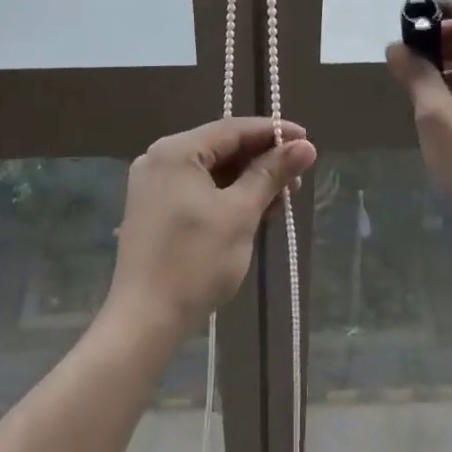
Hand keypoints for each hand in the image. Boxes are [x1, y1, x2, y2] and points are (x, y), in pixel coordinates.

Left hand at [108, 117, 316, 335]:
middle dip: (262, 161)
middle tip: (299, 176)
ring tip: (283, 198)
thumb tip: (306, 146)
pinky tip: (255, 210)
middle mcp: (160, 158)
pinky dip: (227, 197)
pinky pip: (198, 190)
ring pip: (212, 171)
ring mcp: (154, 185)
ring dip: (248, 182)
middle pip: (222, 148)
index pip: (233, 129)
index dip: (274, 133)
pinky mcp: (154, 211)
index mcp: (175, 150)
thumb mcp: (240, 213)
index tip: (307, 140)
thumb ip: (271, 174)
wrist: (144, 323)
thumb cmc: (195, 262)